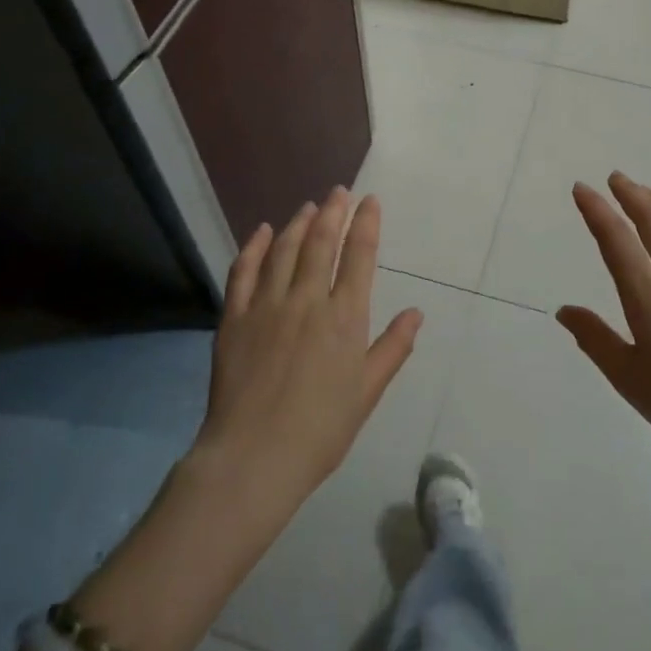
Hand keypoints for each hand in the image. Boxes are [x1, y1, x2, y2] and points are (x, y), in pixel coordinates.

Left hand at [196, 190, 421, 511]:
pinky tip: (263, 231)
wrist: (253, 458)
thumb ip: (392, 348)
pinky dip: (255, 247)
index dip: (366, 223)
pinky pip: (244, 272)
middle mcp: (308, 300)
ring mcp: (267, 306)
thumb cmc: (320, 430)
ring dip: (298, 223)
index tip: (370, 201)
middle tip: (338, 192)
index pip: (359, 256)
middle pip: (321, 242)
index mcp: (344, 317)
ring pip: (285, 250)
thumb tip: (416, 313)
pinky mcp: (234, 318)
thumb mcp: (367, 392)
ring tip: (308, 206)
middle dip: (333, 212)